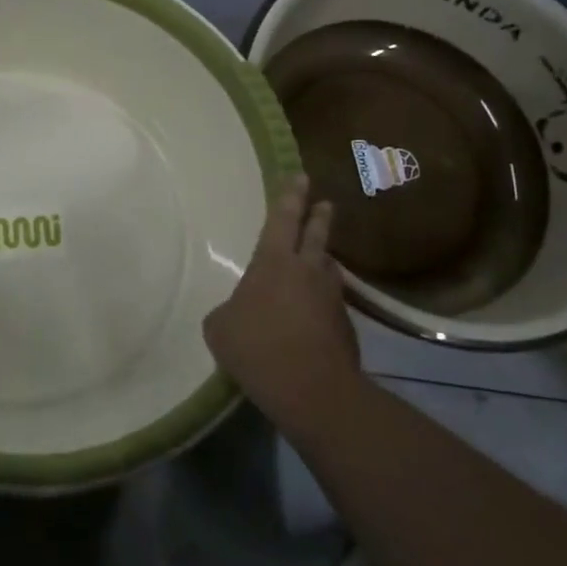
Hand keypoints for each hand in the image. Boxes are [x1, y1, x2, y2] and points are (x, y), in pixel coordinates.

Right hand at [204, 176, 364, 433]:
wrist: (312, 389)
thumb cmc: (256, 346)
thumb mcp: (220, 327)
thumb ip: (228, 311)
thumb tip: (239, 313)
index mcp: (273, 262)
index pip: (282, 219)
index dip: (290, 197)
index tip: (300, 176)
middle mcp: (307, 271)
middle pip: (315, 235)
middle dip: (318, 216)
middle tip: (325, 203)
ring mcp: (331, 298)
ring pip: (328, 269)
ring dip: (323, 260)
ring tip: (319, 260)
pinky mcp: (346, 327)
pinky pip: (331, 304)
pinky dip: (322, 302)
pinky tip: (313, 317)